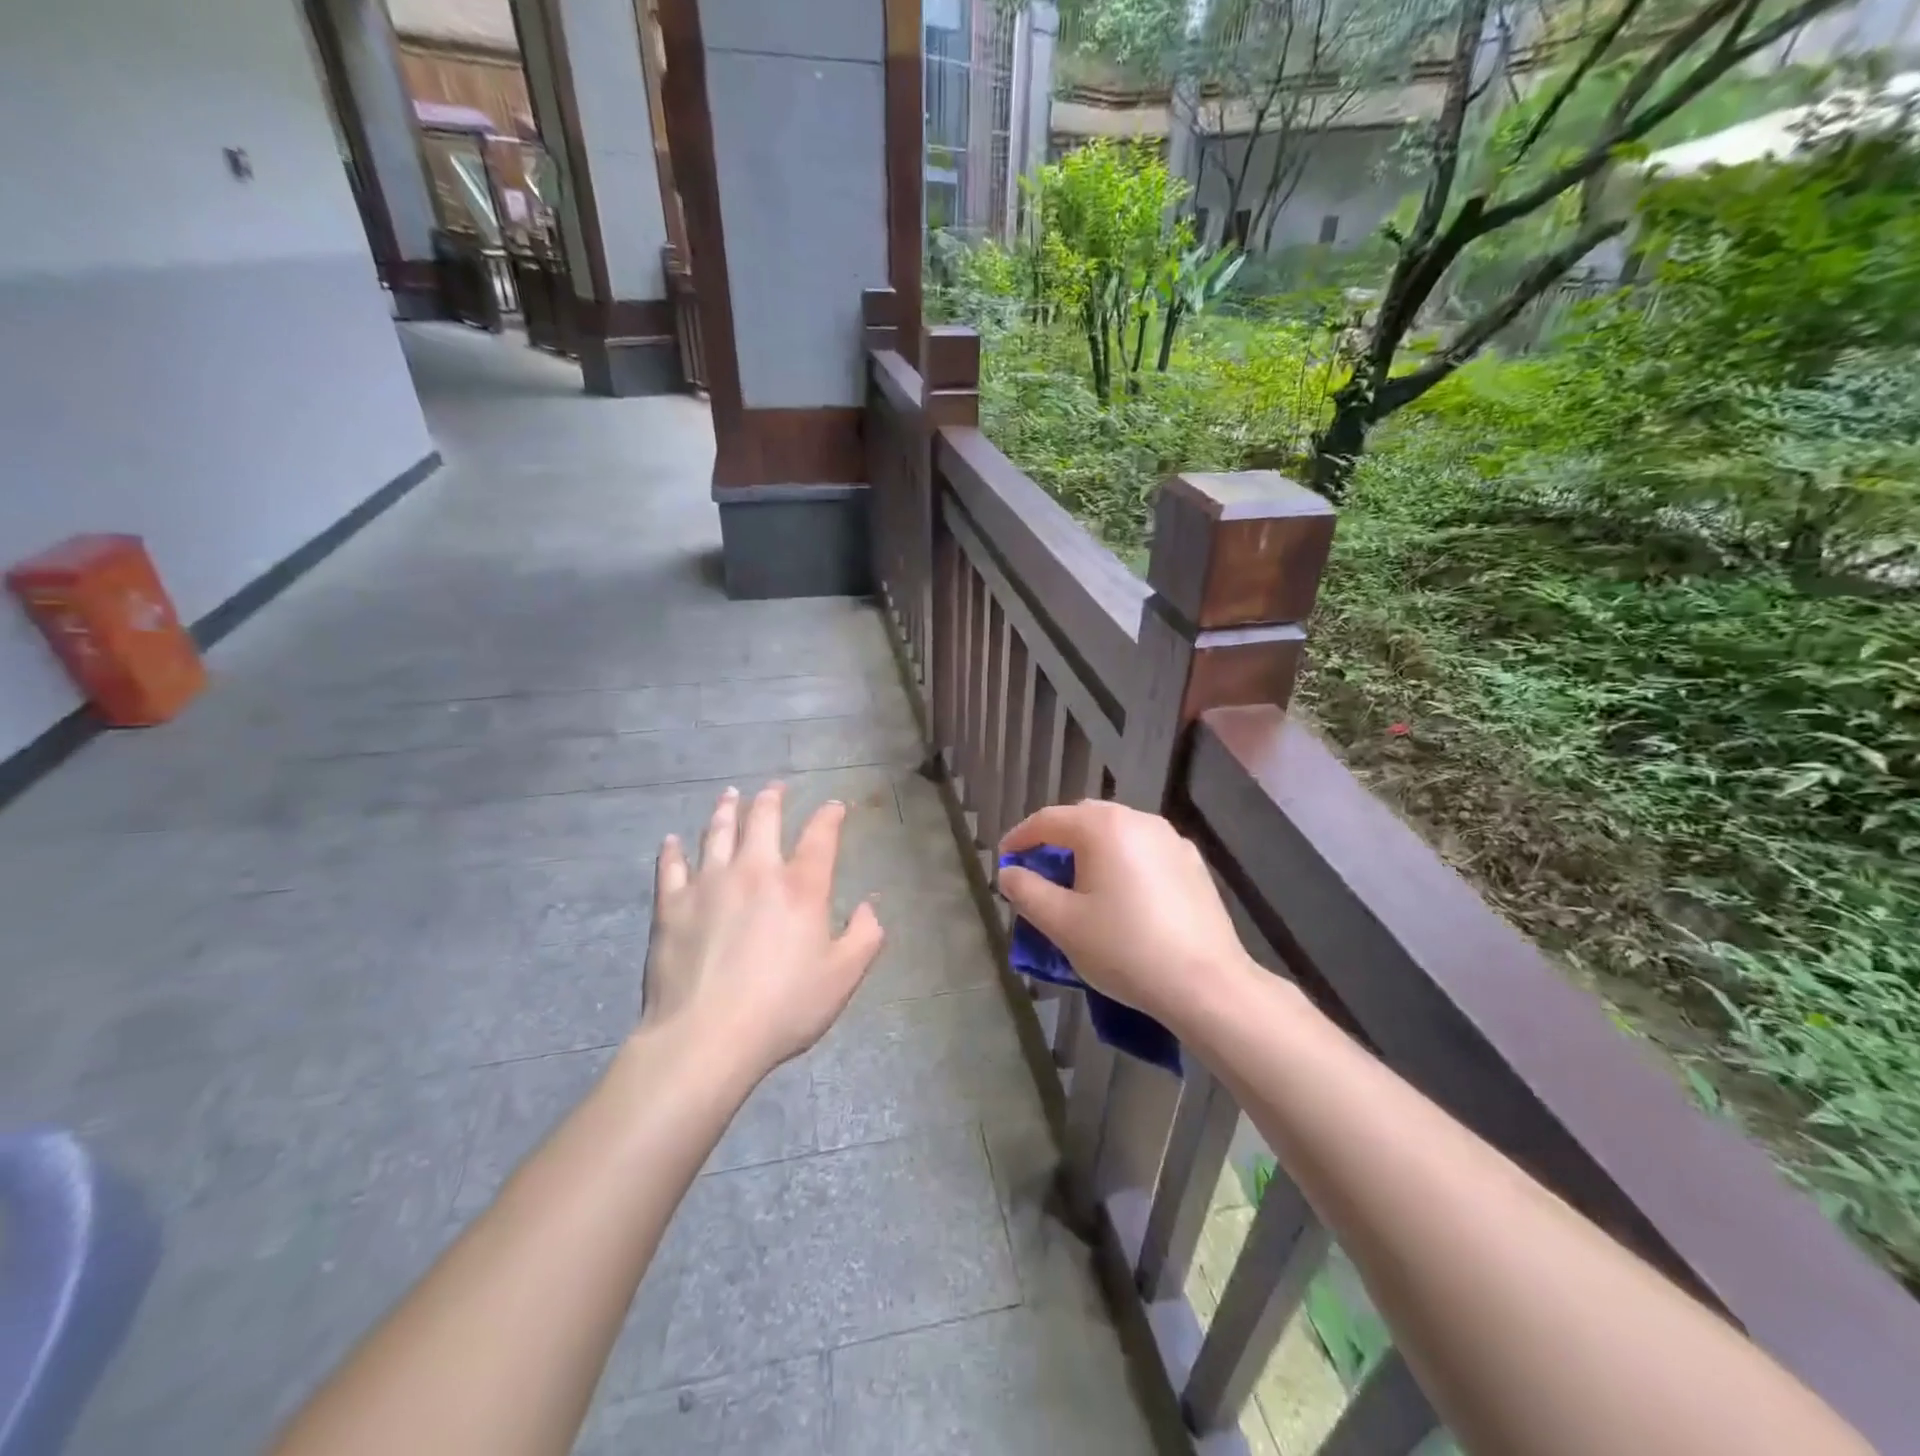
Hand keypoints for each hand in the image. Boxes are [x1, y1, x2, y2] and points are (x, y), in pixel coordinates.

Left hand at [641, 783, 883, 1082]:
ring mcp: (708, 883)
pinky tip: (672, 840)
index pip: (820, 836)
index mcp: (801, 886)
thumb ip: (865, 936)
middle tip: (775, 788)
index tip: (834, 806)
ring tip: (729, 795)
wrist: (706, 1036)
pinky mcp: (672, 905)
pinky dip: (672, 849)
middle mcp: (755, 871)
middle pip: (763, 820)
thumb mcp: (843, 977)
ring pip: (716, 832)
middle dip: (772, 799)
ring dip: (725, 810)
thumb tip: (870, 907)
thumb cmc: (784, 1008)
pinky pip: (670, 866)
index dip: (830, 816)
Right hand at [998, 800, 1253, 1032]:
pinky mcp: (1192, 863)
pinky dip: (1122, 861)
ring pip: (1117, 832)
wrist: (1205, 984)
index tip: (1004, 860)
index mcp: (1103, 827)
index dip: (1020, 838)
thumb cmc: (1124, 949)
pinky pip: (1144, 850)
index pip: (1048, 820)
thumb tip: (1009, 873)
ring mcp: (1171, 839)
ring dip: (1091, 849)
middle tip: (1038, 868)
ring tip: (1079, 881)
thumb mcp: (1062, 923)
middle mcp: (1138, 820)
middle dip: (1056, 839)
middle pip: (1085, 819)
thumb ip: (1027, 891)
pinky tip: (1122, 893)